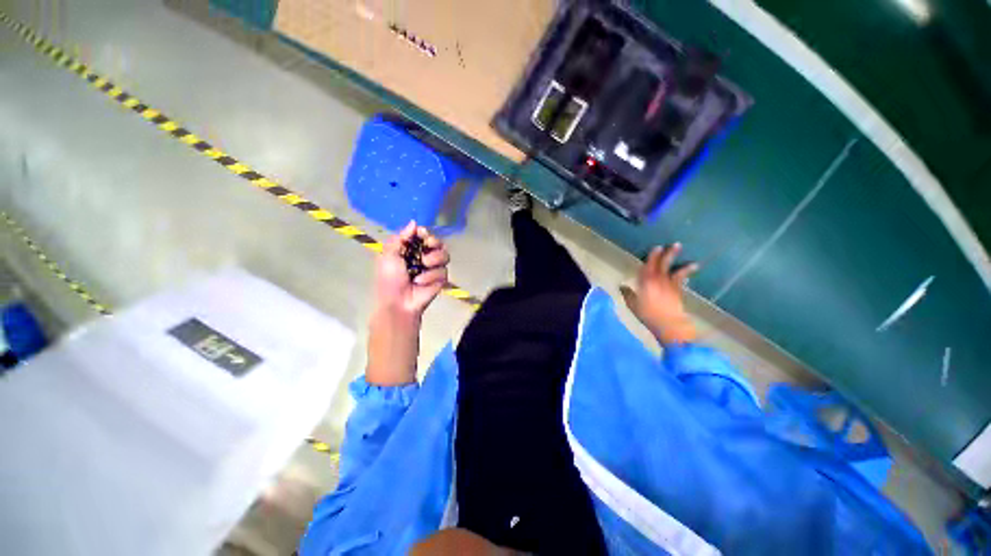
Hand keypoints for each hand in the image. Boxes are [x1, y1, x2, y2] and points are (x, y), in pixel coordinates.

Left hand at [374, 221, 449, 318]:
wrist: (398, 303)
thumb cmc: (389, 279)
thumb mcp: (388, 255)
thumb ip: (400, 238)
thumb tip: (414, 222)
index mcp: (410, 249)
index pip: (423, 235)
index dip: (425, 233)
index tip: (422, 234)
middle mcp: (424, 256)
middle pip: (438, 242)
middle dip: (434, 242)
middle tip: (428, 246)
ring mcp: (433, 268)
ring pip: (445, 255)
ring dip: (434, 259)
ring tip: (423, 265)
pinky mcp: (441, 279)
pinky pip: (443, 271)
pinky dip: (431, 276)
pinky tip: (421, 282)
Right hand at [620, 243, 698, 345]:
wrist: (668, 325)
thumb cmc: (647, 315)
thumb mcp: (632, 305)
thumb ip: (627, 294)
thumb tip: (621, 286)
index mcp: (646, 282)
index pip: (648, 266)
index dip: (652, 256)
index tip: (657, 247)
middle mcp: (659, 281)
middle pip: (663, 265)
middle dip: (668, 254)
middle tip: (675, 245)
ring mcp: (670, 287)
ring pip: (676, 272)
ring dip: (683, 265)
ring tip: (693, 262)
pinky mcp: (679, 294)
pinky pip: (682, 282)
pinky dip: (686, 277)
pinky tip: (690, 274)